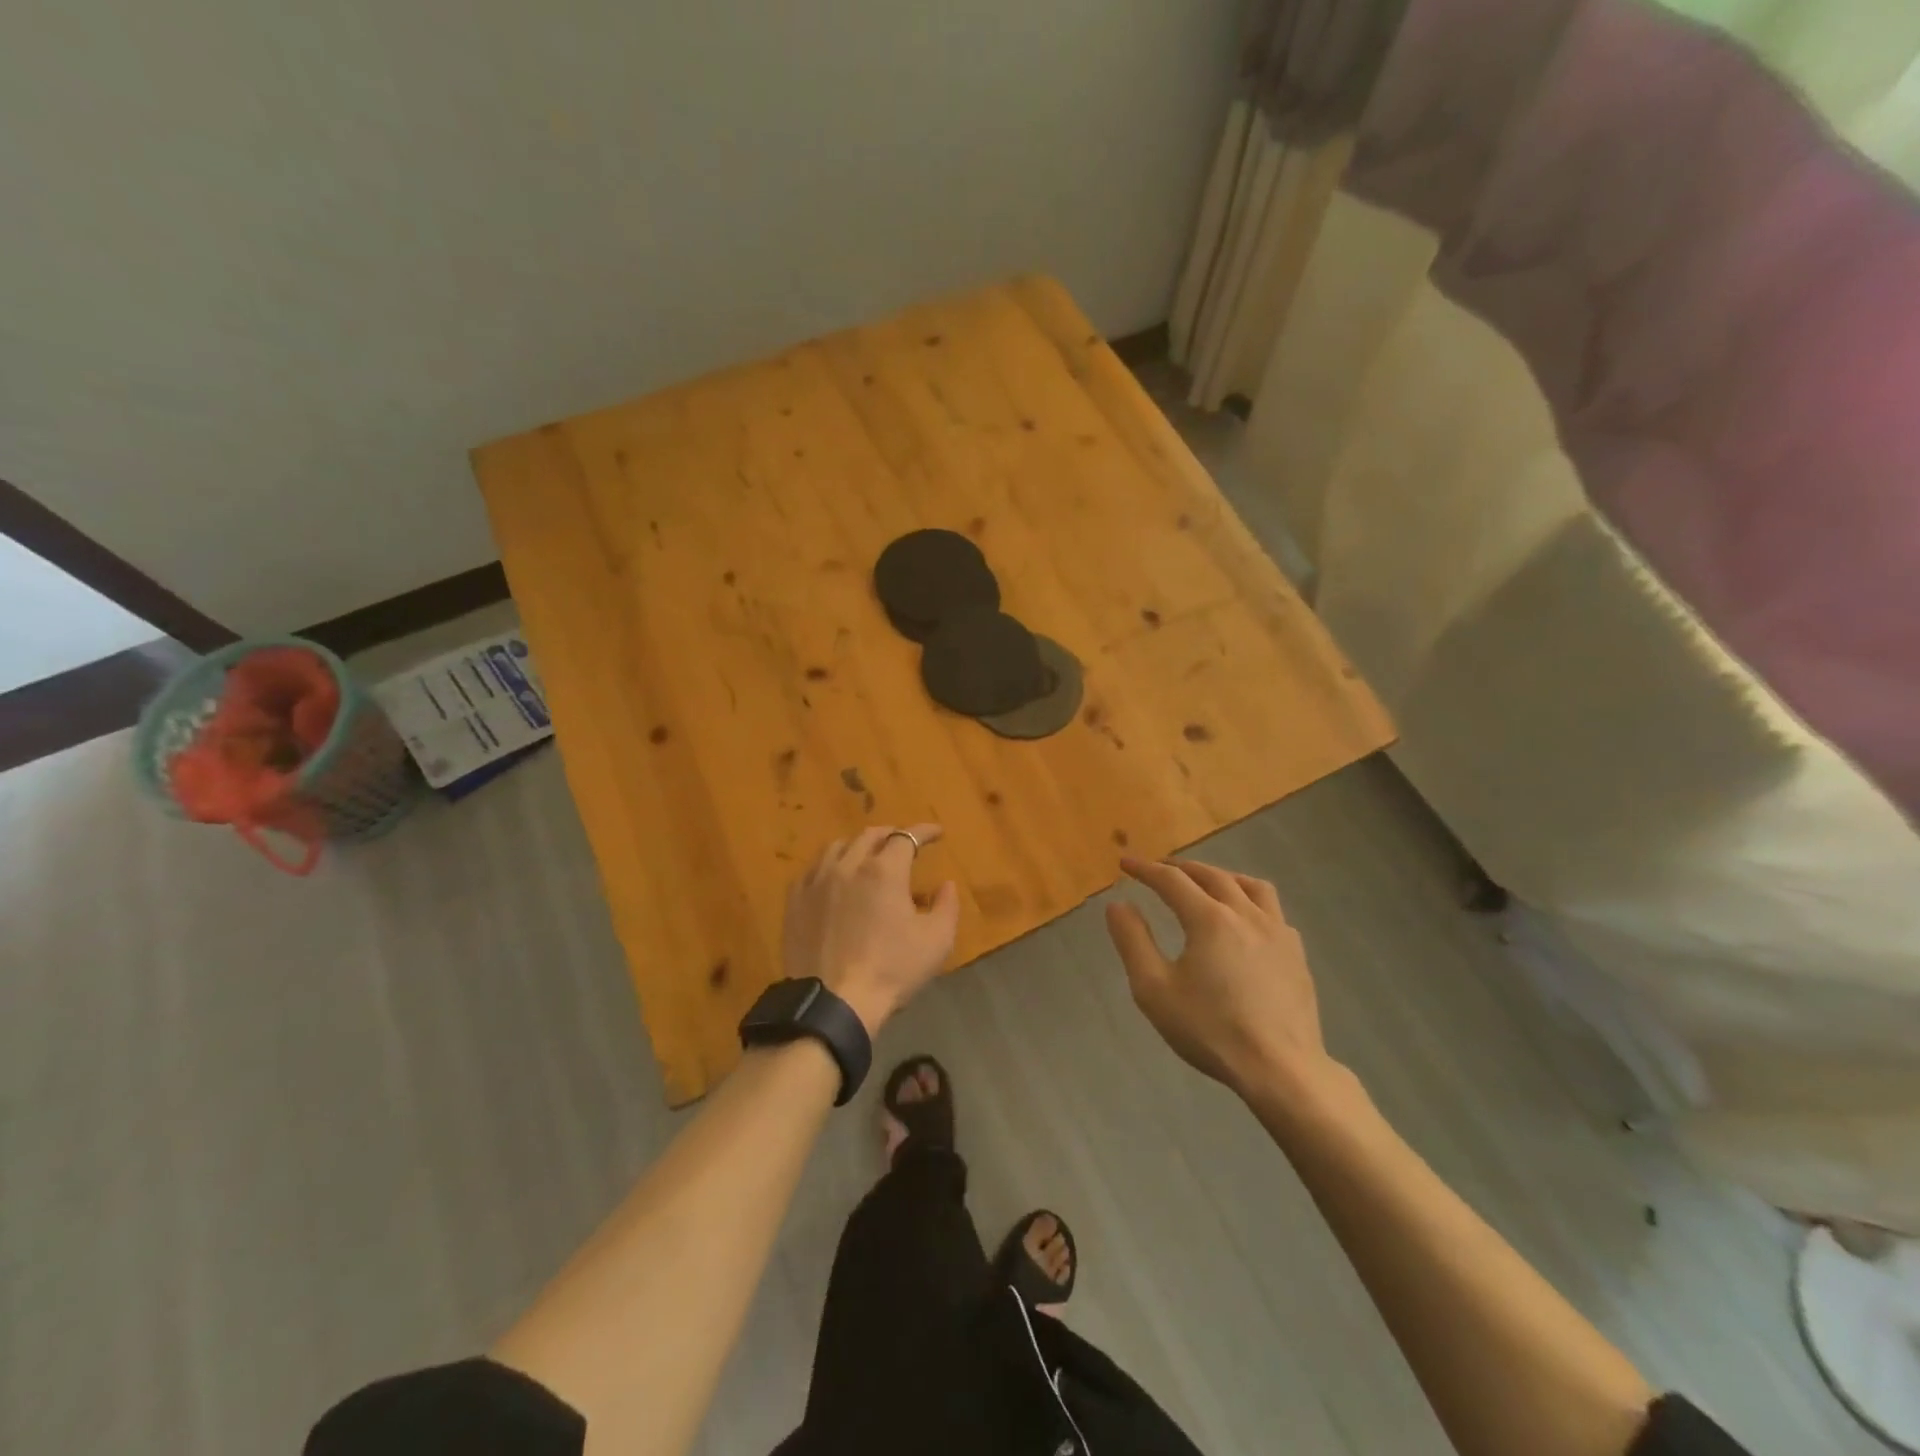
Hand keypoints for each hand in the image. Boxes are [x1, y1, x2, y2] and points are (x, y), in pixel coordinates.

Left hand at [782, 826, 959, 1034]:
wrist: (834, 1002)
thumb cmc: (892, 970)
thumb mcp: (936, 940)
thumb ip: (946, 906)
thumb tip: (945, 884)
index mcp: (884, 870)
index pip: (906, 837)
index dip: (924, 831)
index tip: (937, 833)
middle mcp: (848, 865)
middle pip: (869, 836)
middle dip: (891, 834)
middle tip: (903, 844)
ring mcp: (816, 881)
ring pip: (837, 847)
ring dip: (858, 846)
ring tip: (867, 857)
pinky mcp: (795, 900)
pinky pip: (812, 870)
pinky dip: (830, 866)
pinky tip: (834, 879)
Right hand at [1105, 857, 1338, 1098]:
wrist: (1280, 1069)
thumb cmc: (1210, 1029)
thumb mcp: (1154, 989)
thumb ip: (1133, 941)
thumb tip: (1118, 904)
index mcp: (1209, 919)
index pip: (1172, 880)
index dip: (1145, 869)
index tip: (1126, 862)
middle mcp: (1246, 914)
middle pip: (1212, 876)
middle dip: (1182, 868)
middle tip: (1161, 869)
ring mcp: (1278, 932)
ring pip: (1251, 886)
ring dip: (1223, 877)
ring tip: (1207, 883)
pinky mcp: (1297, 954)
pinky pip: (1273, 912)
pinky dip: (1251, 902)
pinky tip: (1246, 922)